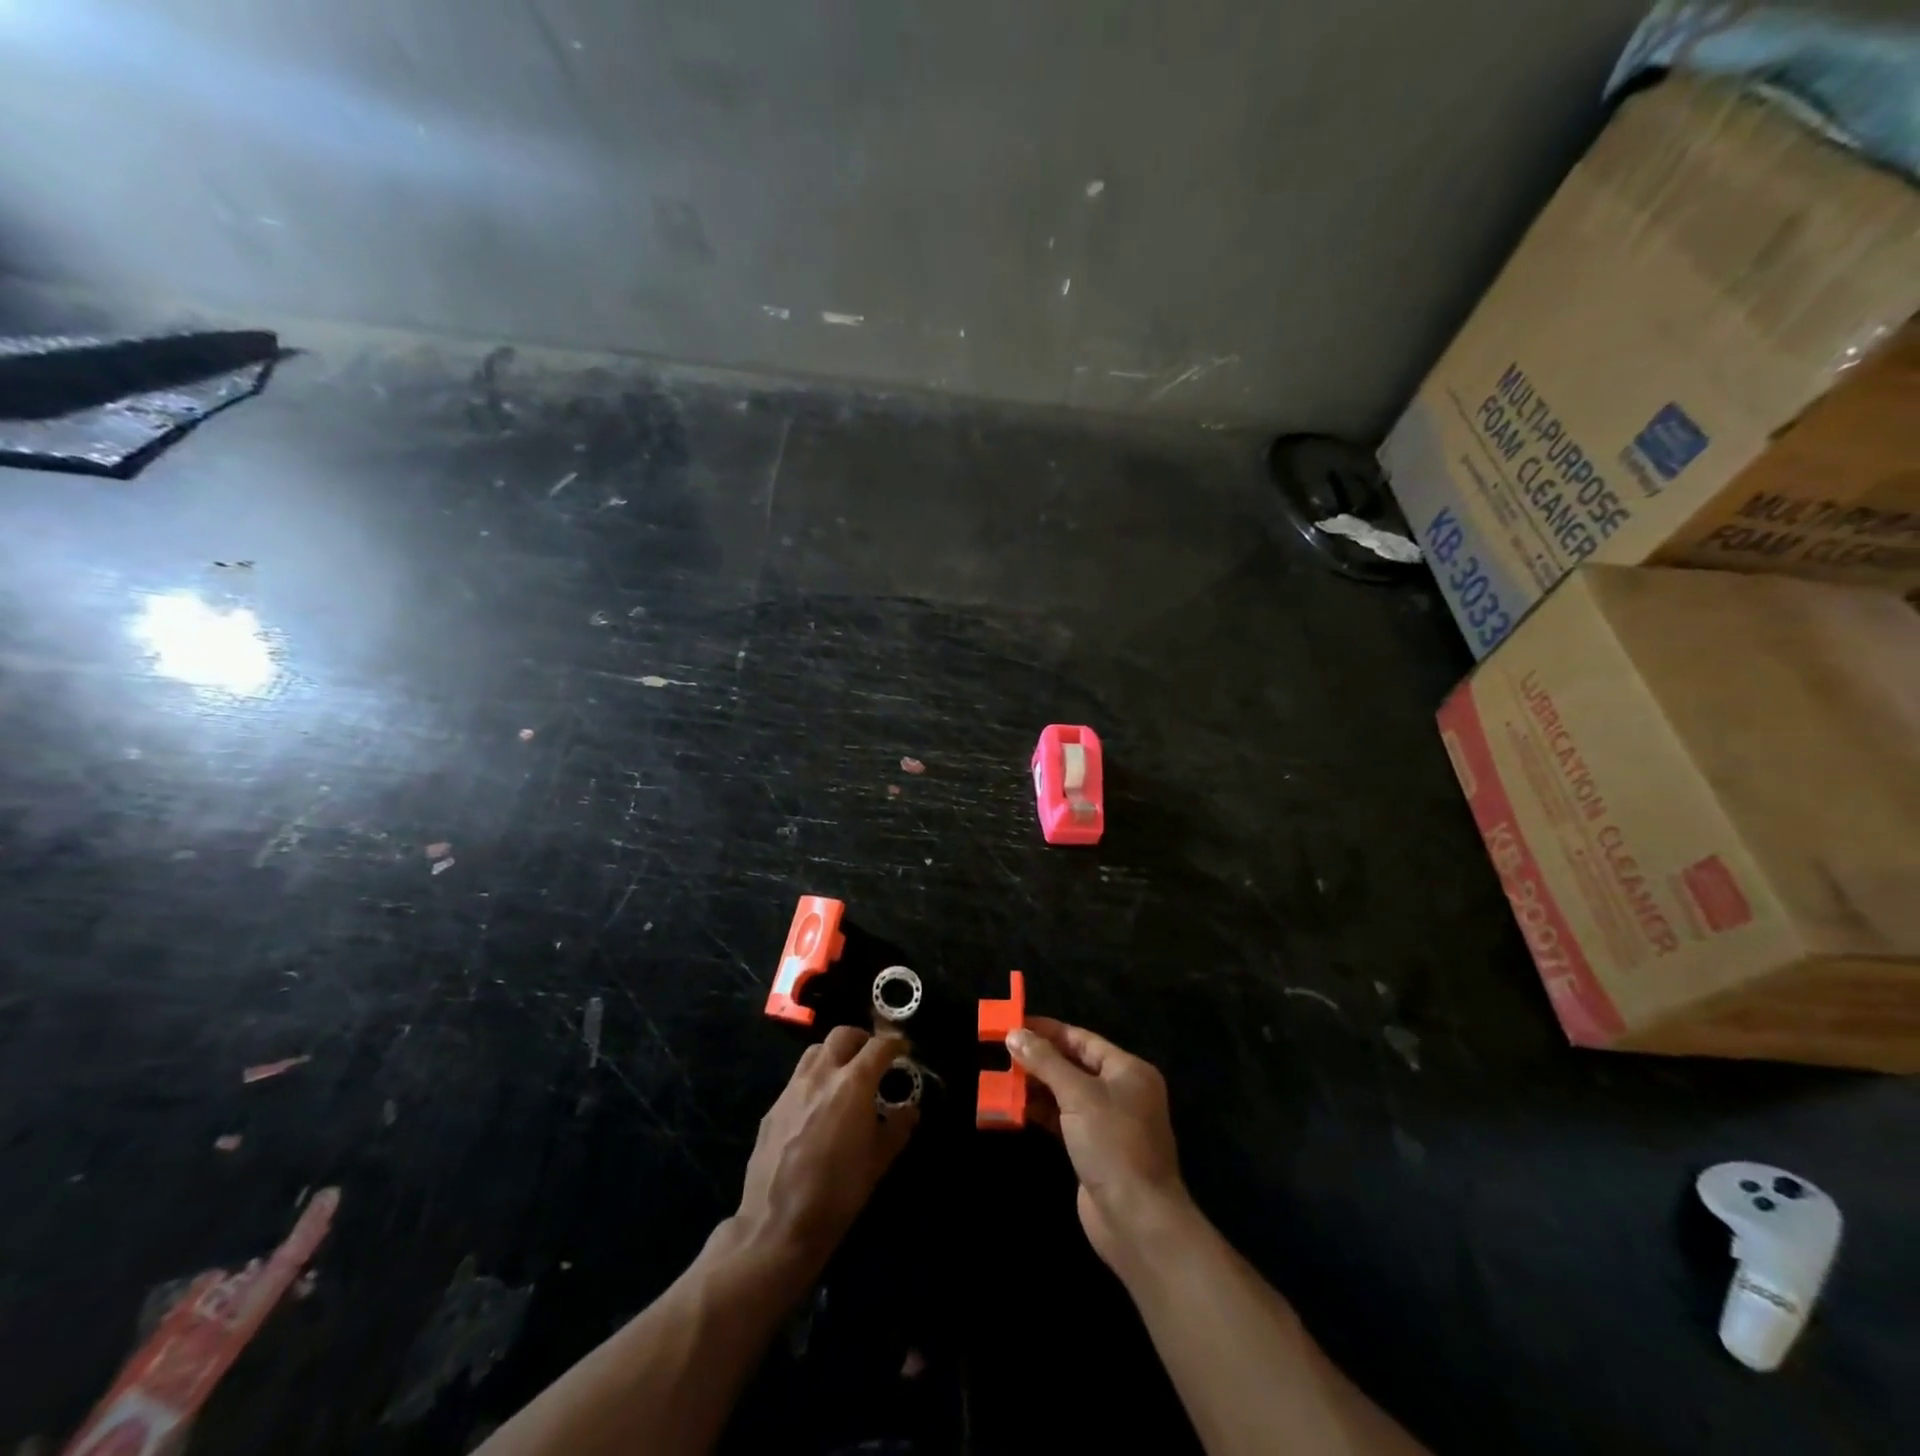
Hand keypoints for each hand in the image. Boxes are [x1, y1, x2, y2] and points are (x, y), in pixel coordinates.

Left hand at [736, 1027, 917, 1274]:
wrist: (778, 1225)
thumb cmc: (838, 1192)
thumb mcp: (878, 1161)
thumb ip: (898, 1128)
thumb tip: (910, 1110)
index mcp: (853, 1084)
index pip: (878, 1046)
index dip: (894, 1044)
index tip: (903, 1050)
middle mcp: (821, 1075)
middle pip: (842, 1035)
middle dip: (862, 1040)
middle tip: (872, 1059)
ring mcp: (792, 1089)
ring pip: (815, 1051)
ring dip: (834, 1054)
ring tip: (844, 1076)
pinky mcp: (773, 1108)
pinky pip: (797, 1079)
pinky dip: (813, 1080)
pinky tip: (817, 1108)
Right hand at [1008, 1018, 1193, 1269]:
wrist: (1136, 1220)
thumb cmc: (1113, 1144)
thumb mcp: (1078, 1095)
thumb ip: (1046, 1062)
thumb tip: (1015, 1034)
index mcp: (1128, 1070)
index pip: (1082, 1039)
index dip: (1048, 1031)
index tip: (1014, 1024)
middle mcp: (1121, 1091)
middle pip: (1074, 1064)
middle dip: (1039, 1058)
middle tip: (1001, 1050)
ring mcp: (1108, 1122)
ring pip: (1066, 1093)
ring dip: (1036, 1086)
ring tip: (1001, 1076)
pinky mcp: (1093, 1149)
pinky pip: (1063, 1120)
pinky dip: (1041, 1112)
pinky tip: (1014, 1107)